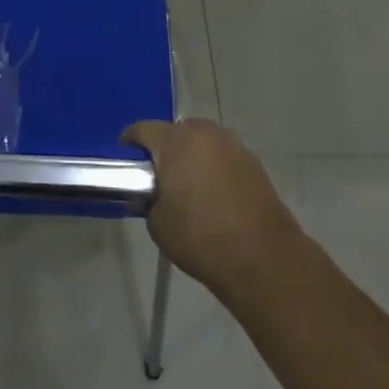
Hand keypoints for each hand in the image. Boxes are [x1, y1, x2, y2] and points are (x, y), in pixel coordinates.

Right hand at [121, 119, 304, 299]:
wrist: (263, 259)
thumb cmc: (201, 238)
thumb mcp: (158, 223)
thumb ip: (151, 197)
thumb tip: (157, 193)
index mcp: (175, 141)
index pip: (142, 129)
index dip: (130, 143)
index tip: (125, 161)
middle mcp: (205, 133)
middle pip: (176, 131)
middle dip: (165, 148)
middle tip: (159, 175)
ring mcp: (233, 145)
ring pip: (203, 141)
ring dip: (192, 155)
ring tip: (189, 185)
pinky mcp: (254, 162)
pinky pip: (224, 156)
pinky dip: (215, 167)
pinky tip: (214, 194)